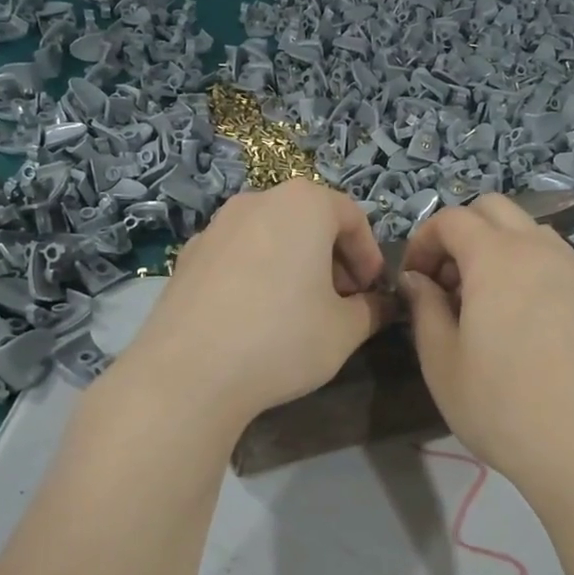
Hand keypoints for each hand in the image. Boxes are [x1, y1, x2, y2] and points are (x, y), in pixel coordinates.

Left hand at [117, 179, 389, 431]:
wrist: (189, 373)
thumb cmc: (282, 339)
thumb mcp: (345, 330)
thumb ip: (373, 310)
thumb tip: (384, 305)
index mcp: (303, 204)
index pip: (352, 216)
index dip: (369, 255)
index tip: (372, 292)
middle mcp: (257, 201)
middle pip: (309, 220)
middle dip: (333, 258)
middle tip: (342, 301)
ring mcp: (216, 226)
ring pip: (272, 235)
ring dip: (295, 264)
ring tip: (299, 309)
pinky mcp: (188, 256)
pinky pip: (238, 254)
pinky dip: (258, 273)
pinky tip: (256, 316)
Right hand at [399, 196, 573, 498]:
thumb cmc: (500, 405)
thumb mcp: (441, 359)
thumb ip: (424, 307)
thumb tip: (417, 279)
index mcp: (497, 257)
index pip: (451, 219)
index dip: (422, 242)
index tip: (411, 281)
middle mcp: (538, 249)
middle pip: (492, 210)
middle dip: (458, 233)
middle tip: (443, 282)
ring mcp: (571, 269)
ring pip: (525, 230)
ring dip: (492, 246)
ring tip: (477, 299)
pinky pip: (548, 256)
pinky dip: (521, 264)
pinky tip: (512, 314)